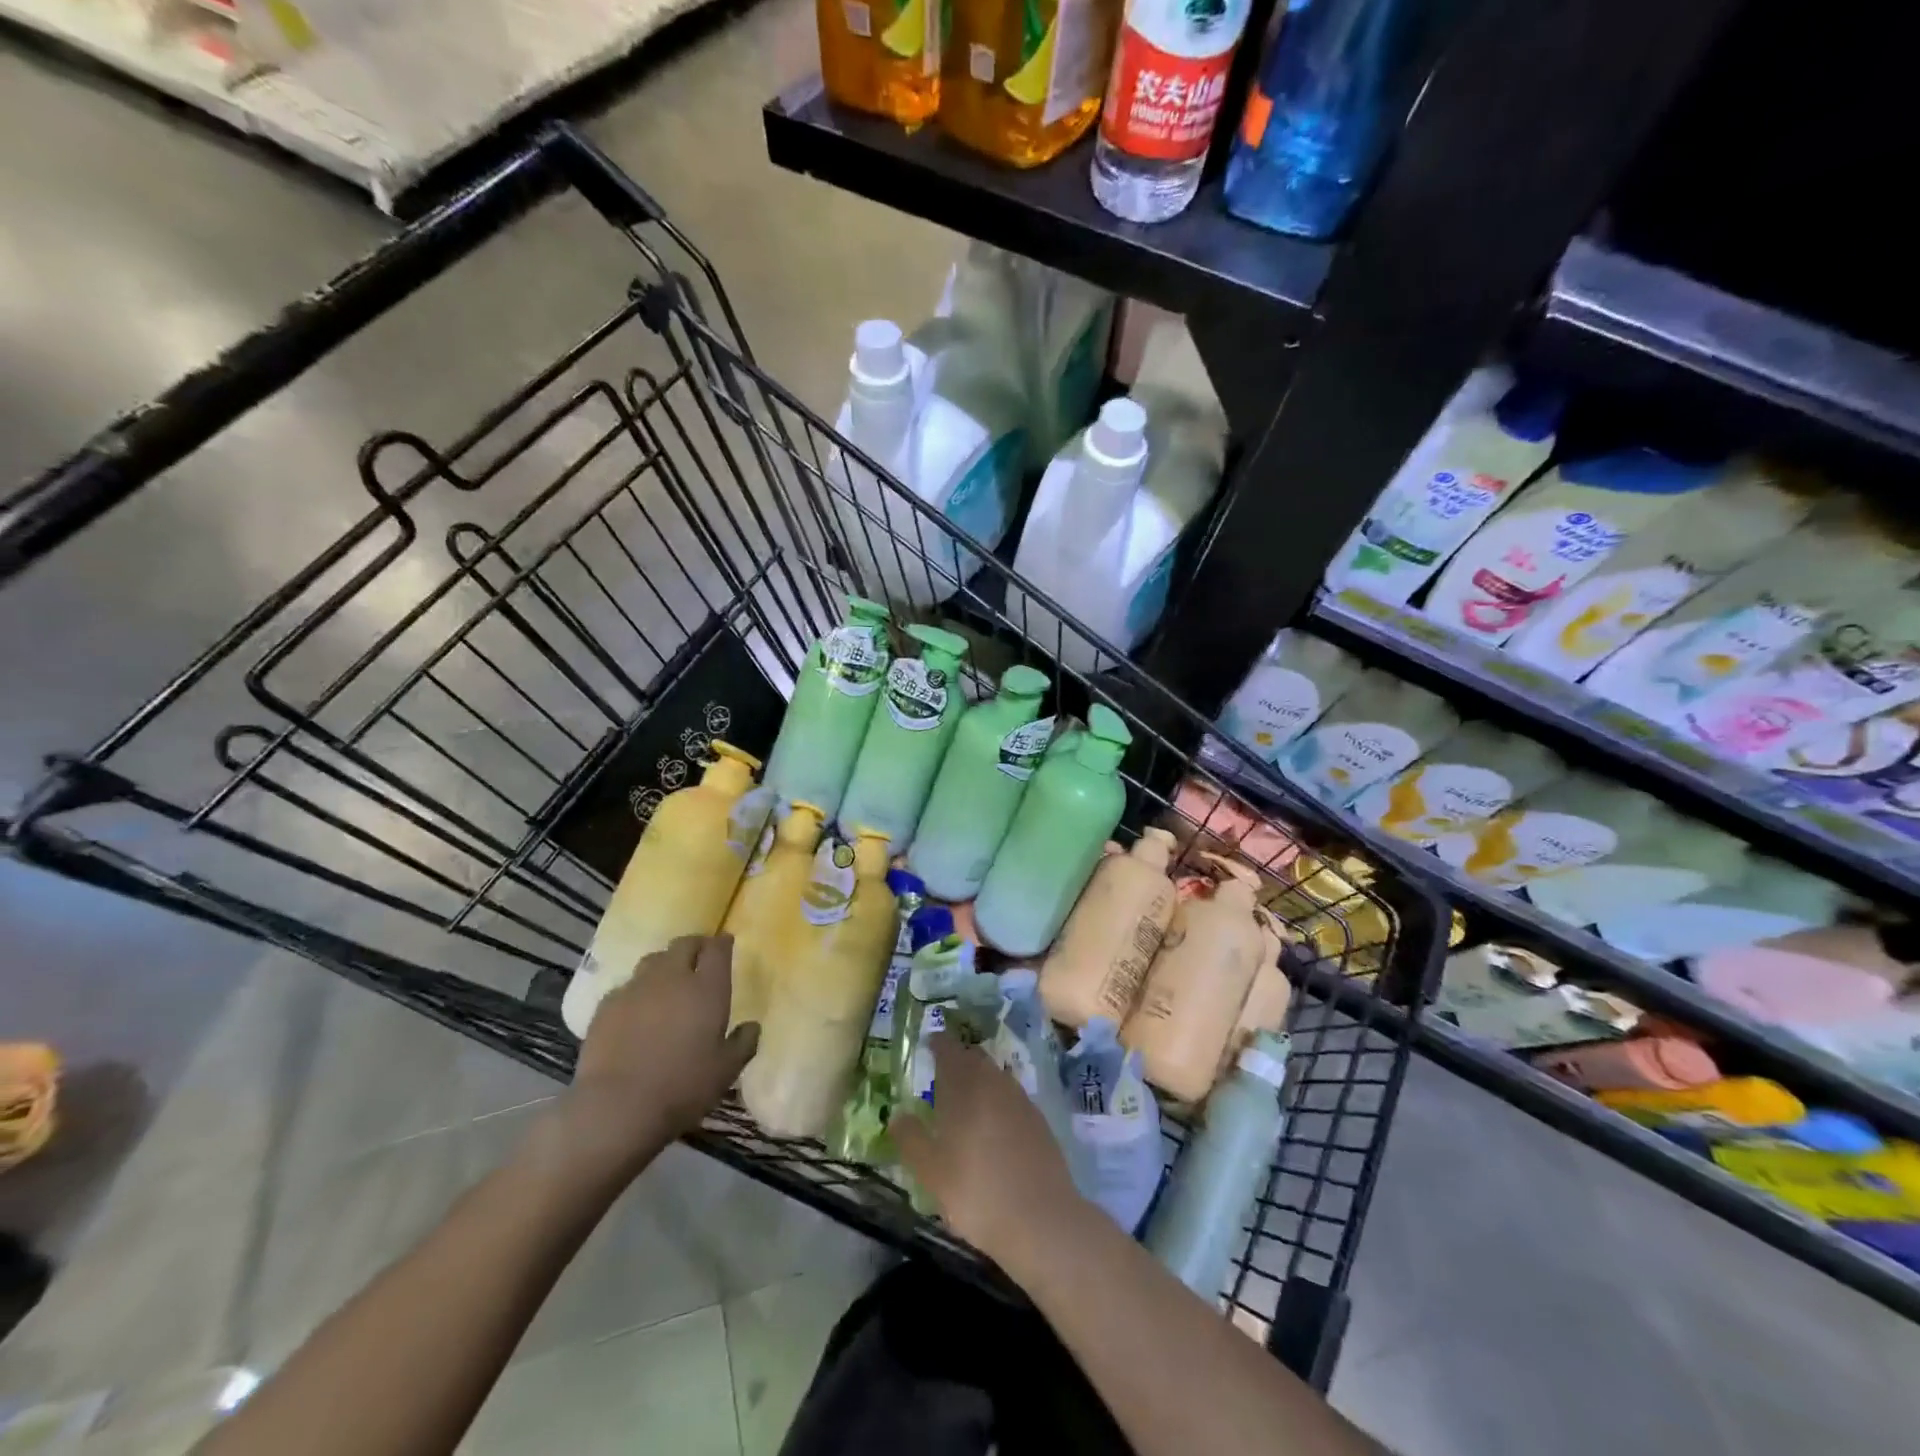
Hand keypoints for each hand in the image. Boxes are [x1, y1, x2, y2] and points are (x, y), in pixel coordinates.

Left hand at [559, 936, 758, 1181]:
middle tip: (700, 958)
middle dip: (695, 946)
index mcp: (707, 988)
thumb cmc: (682, 1087)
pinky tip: (636, 1010)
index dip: (722, 943)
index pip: (717, 949)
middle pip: (684, 944)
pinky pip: (626, 986)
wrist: (616, 1107)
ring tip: (667, 982)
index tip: (726, 943)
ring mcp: (635, 988)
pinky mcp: (606, 1006)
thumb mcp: (726, 1071)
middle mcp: (672, 978)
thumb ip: (743, 1043)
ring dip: (665, 964)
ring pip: (653, 960)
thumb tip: (752, 1027)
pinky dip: (637, 990)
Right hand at [890, 1031, 1083, 1266]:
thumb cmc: (976, 1192)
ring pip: (995, 1074)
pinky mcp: (1038, 1118)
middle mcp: (993, 1082)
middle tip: (944, 1070)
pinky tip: (994, 1121)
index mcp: (963, 1087)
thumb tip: (897, 1115)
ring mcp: (1020, 1098)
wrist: (1041, 1218)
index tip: (930, 1043)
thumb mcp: (931, 1172)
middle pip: (974, 1057)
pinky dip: (998, 1097)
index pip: (949, 1050)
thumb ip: (911, 1139)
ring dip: (980, 1076)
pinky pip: (1012, 1094)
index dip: (939, 1044)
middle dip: (959, 1058)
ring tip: (967, 1094)